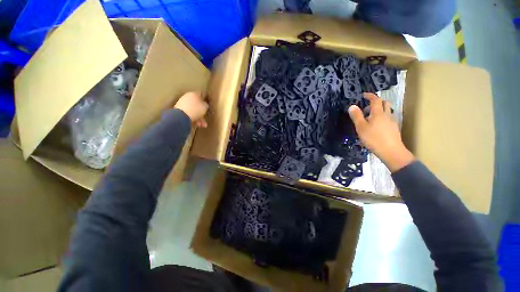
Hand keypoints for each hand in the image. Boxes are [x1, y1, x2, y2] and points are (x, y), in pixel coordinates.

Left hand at [174, 92, 208, 127]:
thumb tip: (204, 104)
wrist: (181, 116)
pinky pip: (188, 114)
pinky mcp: (178, 110)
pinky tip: (195, 124)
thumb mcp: (205, 107)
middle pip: (196, 105)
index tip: (207, 107)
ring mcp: (182, 103)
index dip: (204, 101)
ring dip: (198, 118)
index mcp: (193, 94)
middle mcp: (187, 97)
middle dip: (201, 113)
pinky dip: (192, 118)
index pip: (200, 95)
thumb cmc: (195, 110)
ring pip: (192, 111)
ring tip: (200, 125)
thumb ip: (205, 105)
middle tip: (204, 120)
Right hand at [348, 93, 413, 171]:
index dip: (370, 96)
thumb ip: (356, 116)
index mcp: (378, 113)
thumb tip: (352, 106)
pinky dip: (382, 117)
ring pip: (387, 111)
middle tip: (367, 107)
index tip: (364, 95)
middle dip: (376, 102)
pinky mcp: (394, 128)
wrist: (391, 151)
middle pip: (384, 103)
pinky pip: (388, 118)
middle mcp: (387, 115)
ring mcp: (392, 122)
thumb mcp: (361, 127)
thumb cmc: (374, 138)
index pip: (375, 100)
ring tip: (370, 118)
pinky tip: (376, 126)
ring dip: (379, 110)